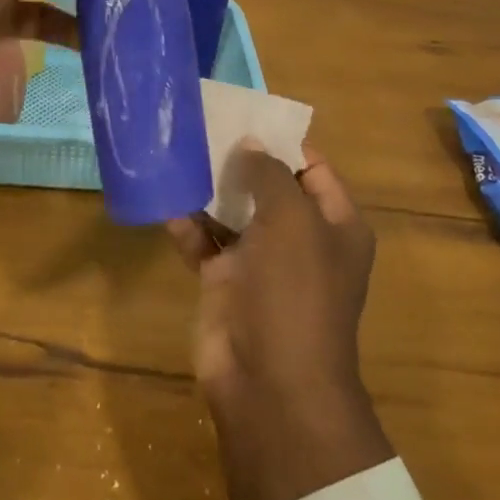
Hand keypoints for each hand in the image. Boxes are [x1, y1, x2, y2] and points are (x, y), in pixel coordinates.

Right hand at [167, 143, 394, 499]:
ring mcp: (262, 263)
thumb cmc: (294, 292)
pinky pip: (205, 243)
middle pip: (268, 187)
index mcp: (335, 224)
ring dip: (208, 189)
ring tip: (177, 154)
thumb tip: (251, 144)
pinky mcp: (226, 283)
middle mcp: (301, 240)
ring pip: (233, 213)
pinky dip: (188, 226)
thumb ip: (270, 174)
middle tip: (201, 127)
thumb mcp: (292, 220)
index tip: (244, 115)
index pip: (312, 167)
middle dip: (238, 160)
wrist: (270, 383)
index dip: (282, 140)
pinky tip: (165, 204)